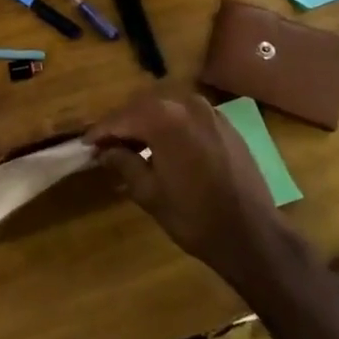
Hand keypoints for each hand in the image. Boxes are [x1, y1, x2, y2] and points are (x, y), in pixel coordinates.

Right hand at [87, 91, 287, 279]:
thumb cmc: (194, 217)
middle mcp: (186, 104)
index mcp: (164, 118)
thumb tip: (105, 152)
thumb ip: (123, 164)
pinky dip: (172, 127)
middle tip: (108, 146)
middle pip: (143, 107)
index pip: (121, 118)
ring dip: (148, 124)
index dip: (100, 132)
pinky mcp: (226, 125)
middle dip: (124, 124)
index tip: (85, 144)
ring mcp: (210, 112)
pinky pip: (189, 117)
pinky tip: (166, 149)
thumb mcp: (149, 193)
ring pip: (167, 109)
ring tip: (135, 148)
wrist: (252, 234)